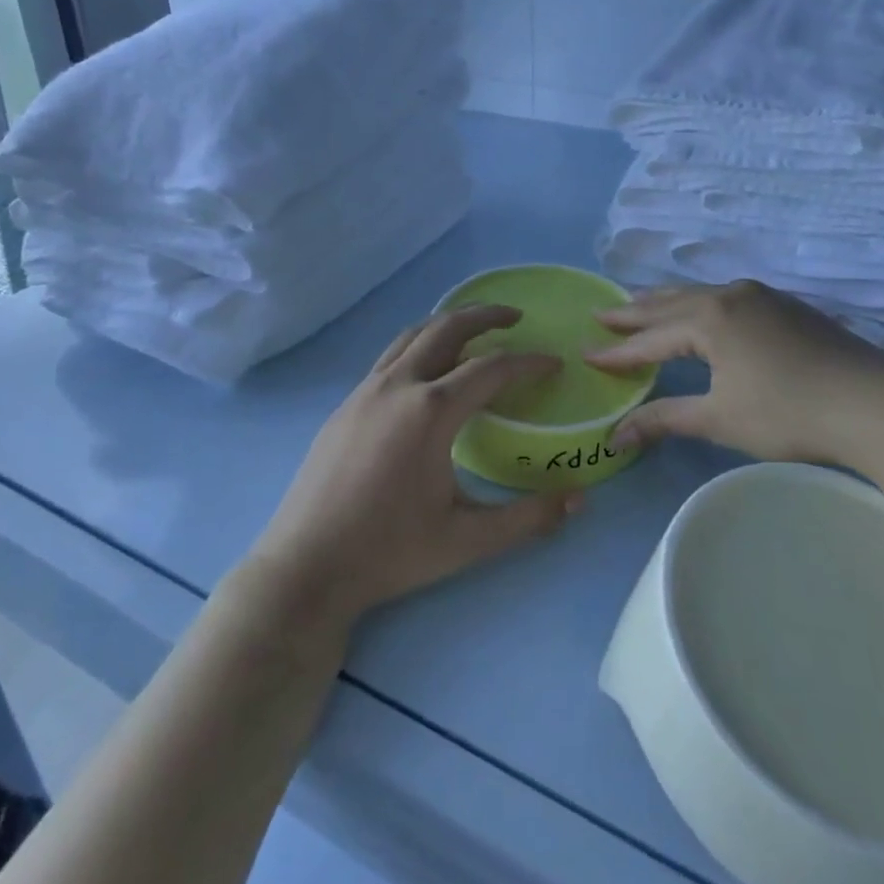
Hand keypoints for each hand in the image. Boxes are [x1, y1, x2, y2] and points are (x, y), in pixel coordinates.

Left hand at [247, 306, 581, 627]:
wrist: (304, 568)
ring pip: (412, 336)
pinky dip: (419, 346)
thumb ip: (528, 519)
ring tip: (473, 331)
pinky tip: (427, 372)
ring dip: (448, 324)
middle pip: (447, 328)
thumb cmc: (389, 553)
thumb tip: (579, 500)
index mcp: (431, 411)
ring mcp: (365, 391)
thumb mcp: (468, 541)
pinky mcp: (345, 405)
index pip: (492, 368)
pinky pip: (390, 357)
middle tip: (515, 317)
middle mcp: (398, 386)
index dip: (529, 362)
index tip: (554, 363)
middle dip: (485, 315)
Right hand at [584, 281, 883, 464]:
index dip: (617, 351)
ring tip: (641, 303)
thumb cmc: (788, 413)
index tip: (585, 353)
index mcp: (709, 319)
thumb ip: (666, 419)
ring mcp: (760, 295)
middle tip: (602, 313)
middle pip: (670, 303)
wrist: (873, 403)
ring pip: (699, 294)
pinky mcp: (785, 304)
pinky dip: (699, 303)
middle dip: (634, 312)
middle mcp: (729, 295)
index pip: (650, 338)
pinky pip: (725, 295)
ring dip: (667, 302)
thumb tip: (615, 435)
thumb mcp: (720, 418)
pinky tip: (701, 310)